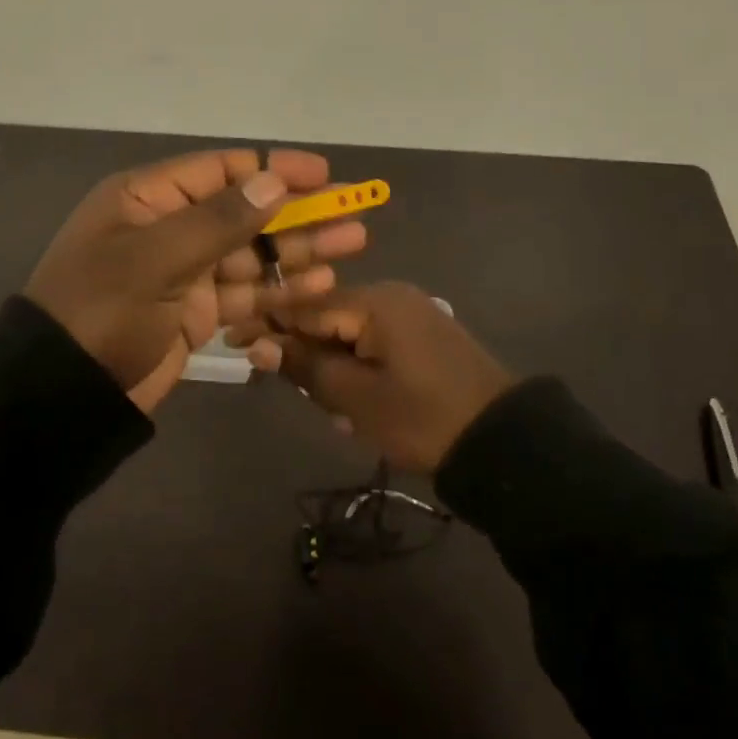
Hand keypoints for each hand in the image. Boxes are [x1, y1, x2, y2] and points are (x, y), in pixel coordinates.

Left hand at [24, 149, 366, 413]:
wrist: (63, 393)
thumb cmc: (103, 310)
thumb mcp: (156, 258)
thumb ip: (218, 221)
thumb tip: (272, 182)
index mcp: (148, 198)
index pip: (222, 171)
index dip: (274, 170)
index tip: (323, 174)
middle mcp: (168, 228)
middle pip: (245, 212)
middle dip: (299, 212)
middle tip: (355, 212)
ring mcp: (183, 272)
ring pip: (252, 253)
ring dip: (299, 250)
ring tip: (353, 244)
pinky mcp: (194, 312)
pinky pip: (245, 292)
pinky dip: (280, 288)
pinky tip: (321, 284)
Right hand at [247, 282, 514, 471]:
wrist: (505, 443)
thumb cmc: (424, 418)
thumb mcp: (356, 398)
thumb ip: (305, 367)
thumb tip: (257, 344)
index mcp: (373, 301)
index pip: (303, 304)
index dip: (266, 323)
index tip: (232, 343)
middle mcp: (390, 296)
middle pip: (325, 317)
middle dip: (304, 355)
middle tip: (294, 393)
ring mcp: (409, 315)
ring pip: (347, 335)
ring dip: (332, 369)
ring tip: (337, 413)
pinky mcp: (421, 337)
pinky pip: (372, 344)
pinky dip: (357, 370)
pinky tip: (357, 407)